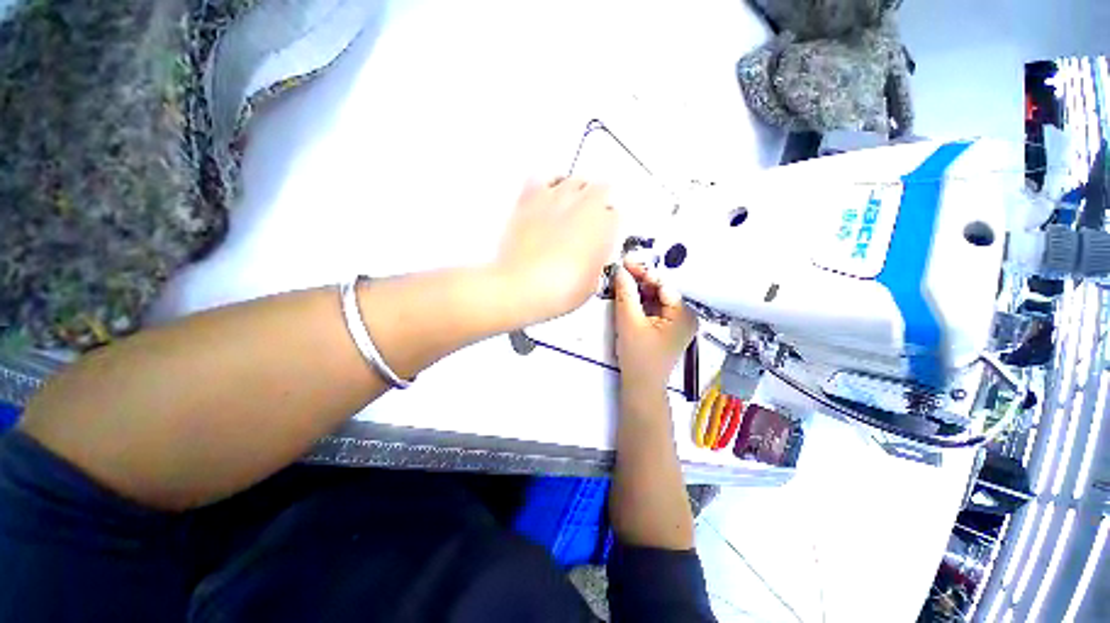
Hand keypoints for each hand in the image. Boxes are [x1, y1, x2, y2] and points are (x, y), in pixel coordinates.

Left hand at [494, 178, 617, 323]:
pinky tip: (544, 197)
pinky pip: (539, 180)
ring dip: (575, 191)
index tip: (603, 234)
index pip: (616, 215)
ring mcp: (556, 198)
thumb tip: (592, 260)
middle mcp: (584, 205)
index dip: (609, 226)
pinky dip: (544, 187)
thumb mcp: (591, 284)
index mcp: (605, 225)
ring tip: (570, 204)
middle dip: (598, 203)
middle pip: (601, 189)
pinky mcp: (529, 200)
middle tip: (589, 218)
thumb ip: (597, 262)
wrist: (524, 287)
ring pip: (573, 180)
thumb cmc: (559, 290)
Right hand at [613, 260, 696, 387]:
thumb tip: (620, 270)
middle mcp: (685, 316)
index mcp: (683, 314)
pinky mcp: (667, 329)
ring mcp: (677, 323)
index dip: (643, 272)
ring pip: (656, 299)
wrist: (641, 386)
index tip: (625, 263)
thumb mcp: (629, 322)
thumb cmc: (638, 356)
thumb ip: (625, 293)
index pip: (663, 285)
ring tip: (621, 281)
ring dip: (638, 290)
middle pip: (661, 290)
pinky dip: (641, 302)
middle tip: (620, 271)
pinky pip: (654, 309)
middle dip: (640, 281)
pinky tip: (628, 296)